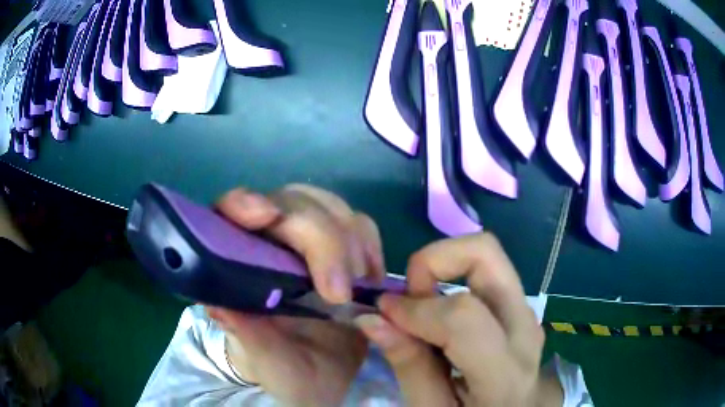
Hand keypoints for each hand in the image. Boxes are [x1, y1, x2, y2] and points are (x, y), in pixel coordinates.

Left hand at [206, 184, 385, 406]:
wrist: (325, 378)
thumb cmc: (285, 369)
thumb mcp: (265, 360)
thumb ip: (246, 336)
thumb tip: (219, 305)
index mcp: (239, 264)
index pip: (232, 212)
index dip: (244, 204)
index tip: (266, 217)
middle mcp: (271, 242)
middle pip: (292, 204)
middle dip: (320, 238)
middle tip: (339, 292)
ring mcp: (309, 242)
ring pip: (329, 208)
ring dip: (348, 242)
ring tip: (356, 288)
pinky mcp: (342, 249)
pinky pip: (359, 226)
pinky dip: (368, 246)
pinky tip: (370, 278)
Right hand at [354, 233, 562, 406]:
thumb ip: (409, 366)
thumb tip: (372, 318)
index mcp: (505, 371)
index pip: (463, 315)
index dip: (416, 309)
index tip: (383, 313)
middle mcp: (525, 328)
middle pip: (487, 254)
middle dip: (436, 259)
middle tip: (409, 294)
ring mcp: (527, 313)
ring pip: (488, 257)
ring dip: (444, 267)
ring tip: (421, 305)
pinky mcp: (521, 309)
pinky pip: (488, 275)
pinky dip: (455, 277)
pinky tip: (439, 313)